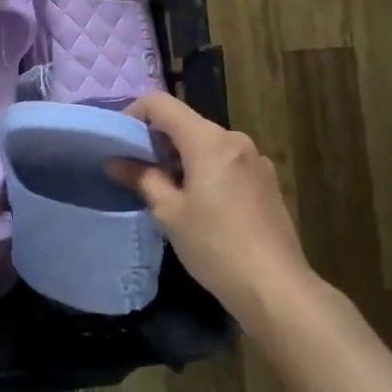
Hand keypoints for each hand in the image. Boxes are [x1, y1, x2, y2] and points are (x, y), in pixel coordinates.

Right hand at [110, 92, 316, 337]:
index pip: (161, 103)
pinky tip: (199, 202)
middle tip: (135, 168)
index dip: (133, 113)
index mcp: (208, 140)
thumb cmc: (215, 246)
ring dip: (181, 155)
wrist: (276, 288)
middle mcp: (234, 138)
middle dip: (156, 138)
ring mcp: (255, 158)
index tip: (118, 140)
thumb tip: (114, 161)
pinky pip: (226, 160)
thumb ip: (141, 178)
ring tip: (165, 188)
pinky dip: (205, 168)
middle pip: (185, 122)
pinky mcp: (266, 180)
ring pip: (206, 142)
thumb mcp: (169, 212)